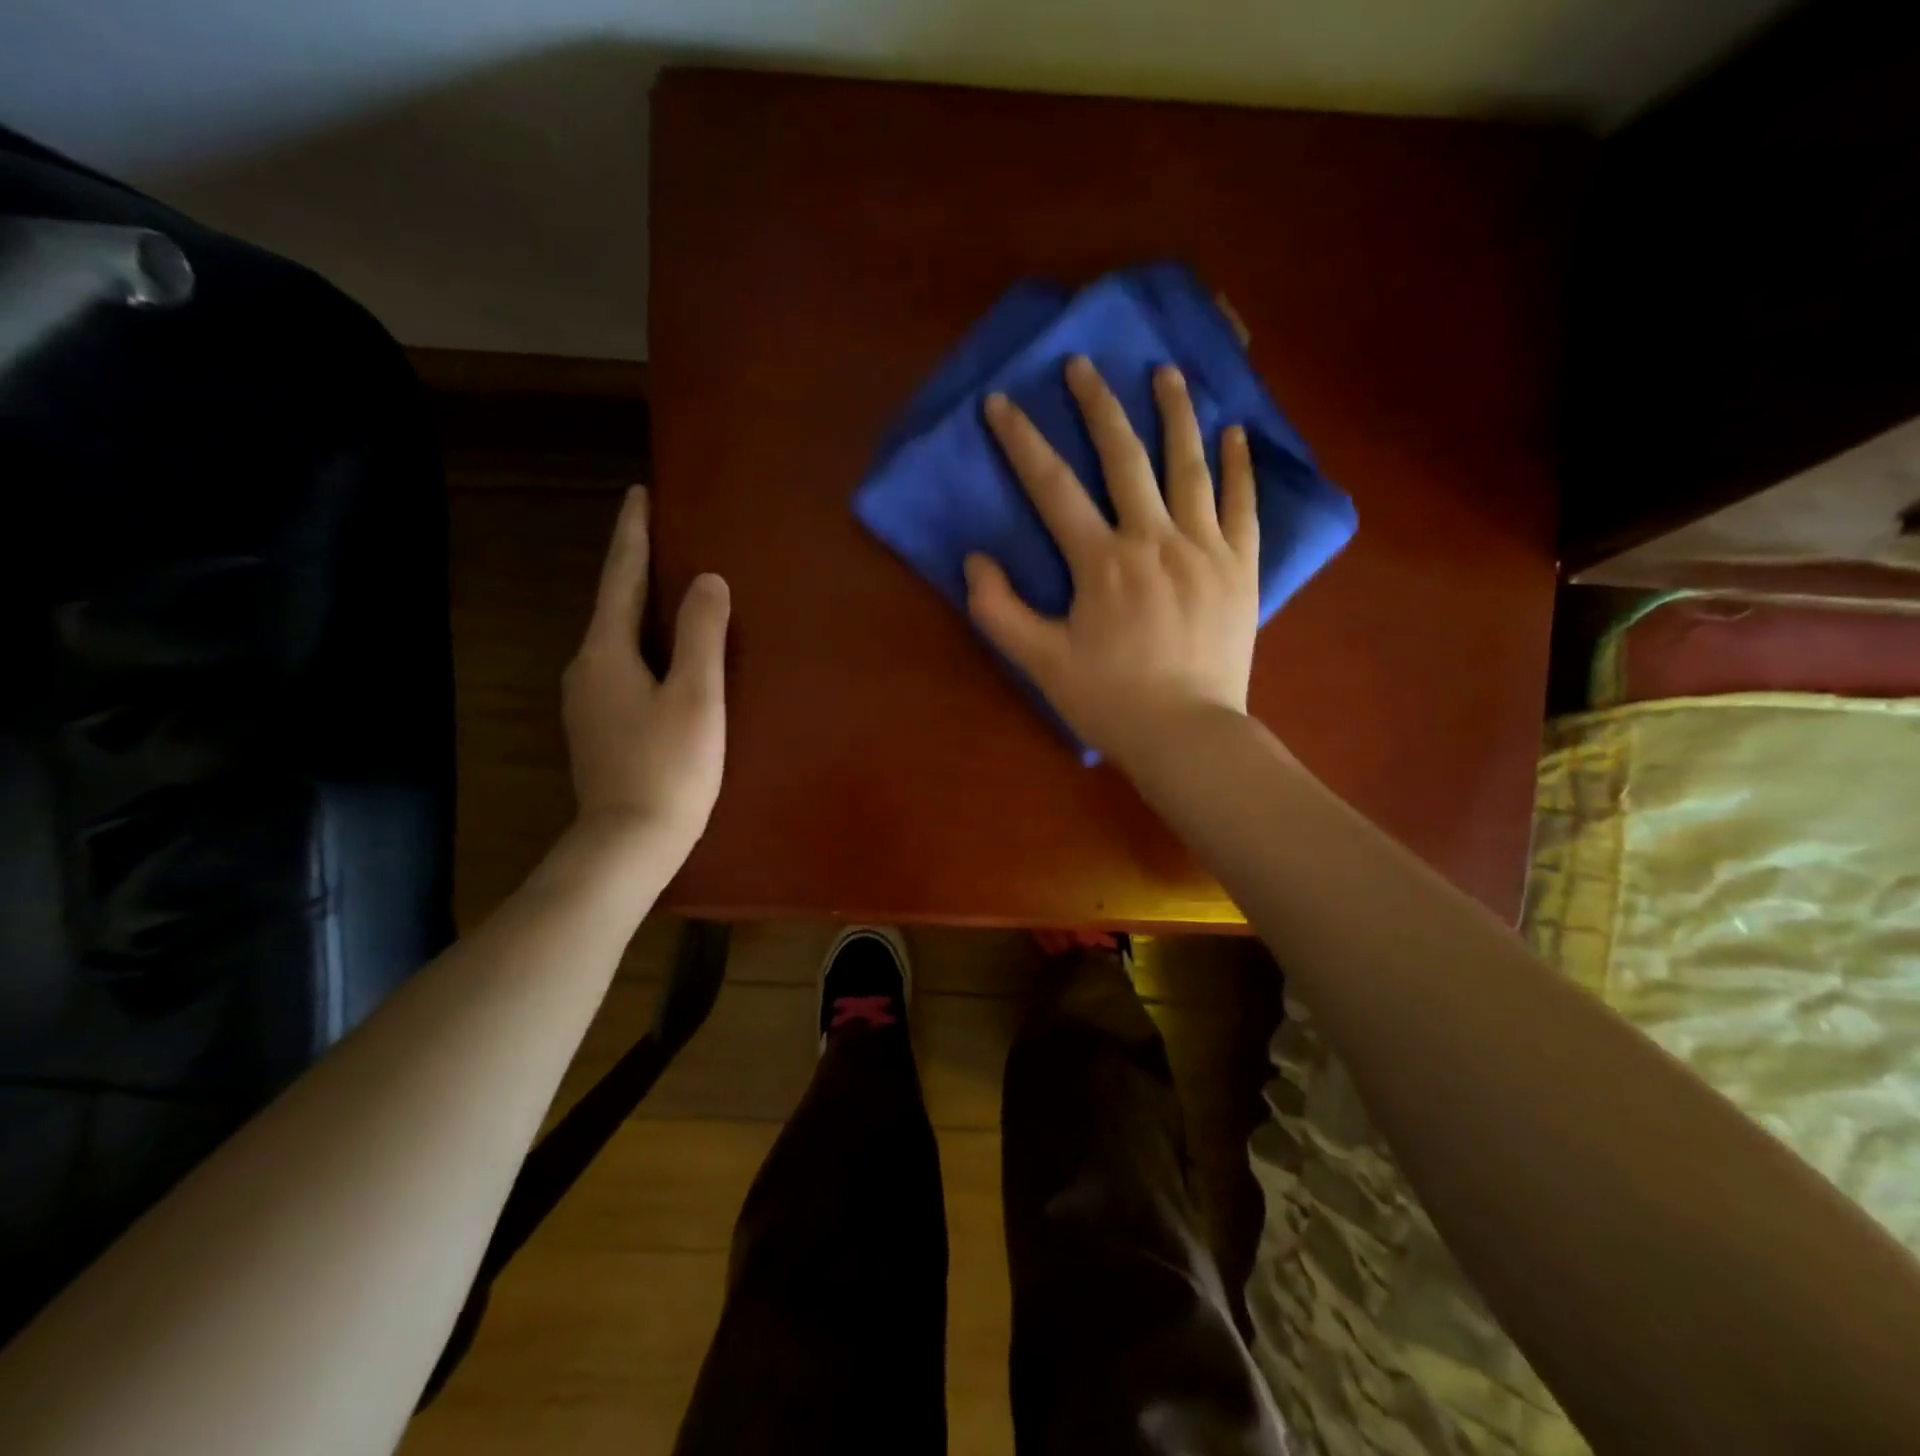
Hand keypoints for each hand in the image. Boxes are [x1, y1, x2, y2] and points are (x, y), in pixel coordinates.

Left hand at [562, 487, 729, 853]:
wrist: (629, 843)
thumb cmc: (669, 767)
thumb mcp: (697, 696)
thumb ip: (703, 634)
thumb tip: (708, 580)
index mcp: (606, 653)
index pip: (621, 578)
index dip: (633, 535)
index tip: (640, 493)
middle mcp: (586, 669)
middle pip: (615, 605)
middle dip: (637, 569)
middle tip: (666, 538)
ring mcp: (588, 703)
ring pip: (618, 640)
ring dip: (642, 610)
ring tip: (672, 592)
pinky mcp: (600, 729)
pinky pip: (624, 668)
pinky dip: (645, 647)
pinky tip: (666, 656)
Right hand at [964, 355, 1259, 765]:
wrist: (1187, 735)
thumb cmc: (1110, 701)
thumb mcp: (1040, 663)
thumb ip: (1000, 611)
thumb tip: (976, 560)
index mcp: (1102, 562)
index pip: (1052, 487)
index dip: (1021, 441)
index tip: (1000, 403)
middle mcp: (1154, 539)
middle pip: (1123, 458)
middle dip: (1097, 406)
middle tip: (1082, 364)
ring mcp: (1205, 548)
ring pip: (1188, 466)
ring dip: (1174, 414)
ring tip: (1165, 372)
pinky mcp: (1241, 567)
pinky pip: (1242, 505)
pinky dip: (1237, 466)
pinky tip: (1232, 433)